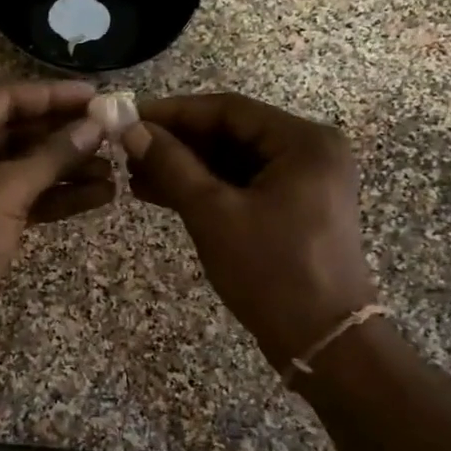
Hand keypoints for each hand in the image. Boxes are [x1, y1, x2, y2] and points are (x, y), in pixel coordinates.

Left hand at [0, 80, 110, 341]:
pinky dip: (54, 196)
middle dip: (64, 135)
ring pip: (22, 166)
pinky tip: (97, 195)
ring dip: (65, 168)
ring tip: (114, 169)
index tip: (97, 96)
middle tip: (112, 132)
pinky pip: (21, 196)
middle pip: (16, 130)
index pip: (5, 97)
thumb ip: (53, 155)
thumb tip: (96, 126)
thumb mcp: (6, 190)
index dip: (53, 96)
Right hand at [124, 94, 376, 369]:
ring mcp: (305, 182)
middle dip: (178, 143)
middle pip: (232, 133)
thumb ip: (172, 166)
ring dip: (187, 168)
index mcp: (303, 142)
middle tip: (127, 149)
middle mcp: (310, 152)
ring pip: (234, 161)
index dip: (174, 113)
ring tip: (135, 175)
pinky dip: (207, 189)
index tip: (128, 118)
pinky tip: (162, 193)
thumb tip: (131, 130)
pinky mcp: (295, 208)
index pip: (228, 110)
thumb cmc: (271, 271)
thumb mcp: (214, 214)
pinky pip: (244, 185)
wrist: (322, 341)